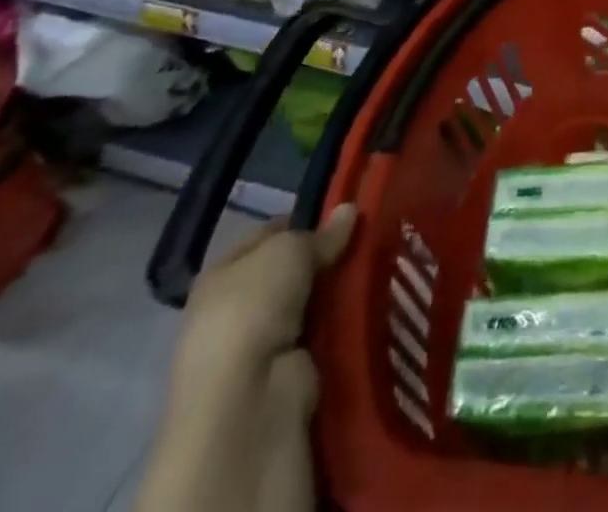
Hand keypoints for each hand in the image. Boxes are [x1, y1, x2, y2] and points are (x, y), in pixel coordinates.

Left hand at [136, 206, 356, 511]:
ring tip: (385, 263)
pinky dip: (347, 321)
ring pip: (315, 301)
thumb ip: (320, 232)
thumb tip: (349, 211)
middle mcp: (237, 307)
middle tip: (374, 235)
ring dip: (342, 289)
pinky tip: (377, 300)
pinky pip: (327, 333)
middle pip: (295, 269)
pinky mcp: (291, 371)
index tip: (347, 210)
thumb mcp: (287, 250)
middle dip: (330, 256)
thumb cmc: (252, 309)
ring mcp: (264, 342)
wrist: (248, 399)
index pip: (269, 232)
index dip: (306, 217)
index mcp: (222, 273)